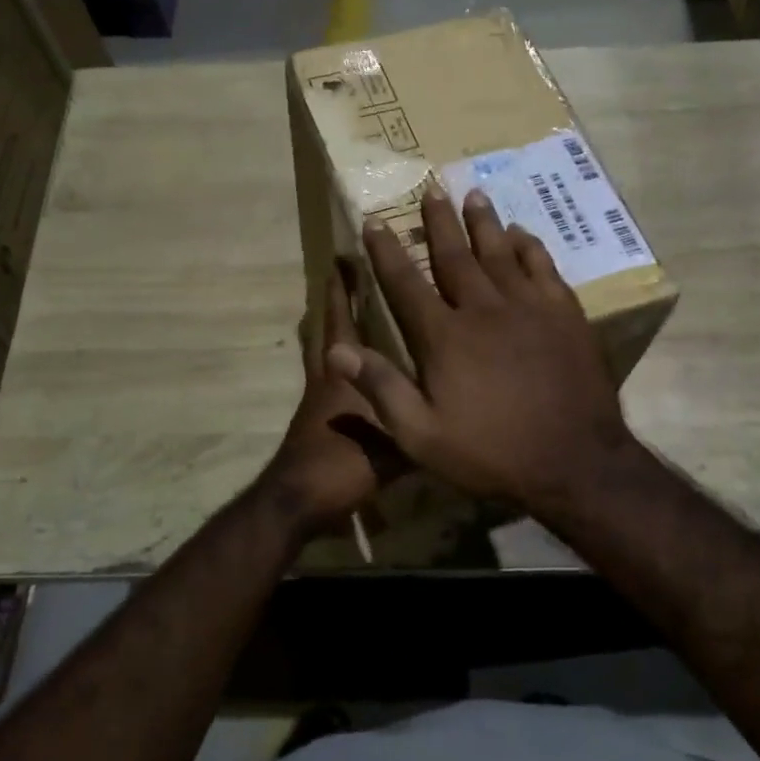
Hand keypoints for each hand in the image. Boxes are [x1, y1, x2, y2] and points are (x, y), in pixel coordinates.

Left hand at [260, 265, 404, 536]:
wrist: (300, 502)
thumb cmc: (342, 464)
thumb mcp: (394, 442)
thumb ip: (421, 418)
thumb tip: (459, 401)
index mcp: (344, 374)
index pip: (341, 320)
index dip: (342, 290)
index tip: (345, 258)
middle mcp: (329, 378)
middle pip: (326, 329)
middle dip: (335, 300)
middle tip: (344, 274)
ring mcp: (320, 400)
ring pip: (324, 353)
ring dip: (333, 329)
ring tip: (351, 312)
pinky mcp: (320, 421)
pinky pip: (332, 380)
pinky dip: (343, 364)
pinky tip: (362, 372)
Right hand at [327, 184, 635, 515]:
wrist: (574, 462)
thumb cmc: (492, 453)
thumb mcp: (423, 436)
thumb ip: (382, 389)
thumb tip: (338, 351)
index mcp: (445, 337)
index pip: (406, 284)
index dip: (387, 252)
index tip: (374, 222)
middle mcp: (484, 309)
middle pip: (455, 255)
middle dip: (439, 222)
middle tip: (431, 188)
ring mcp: (529, 308)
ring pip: (500, 252)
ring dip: (484, 223)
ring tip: (473, 195)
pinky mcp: (565, 315)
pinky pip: (543, 267)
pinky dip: (529, 246)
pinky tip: (522, 233)